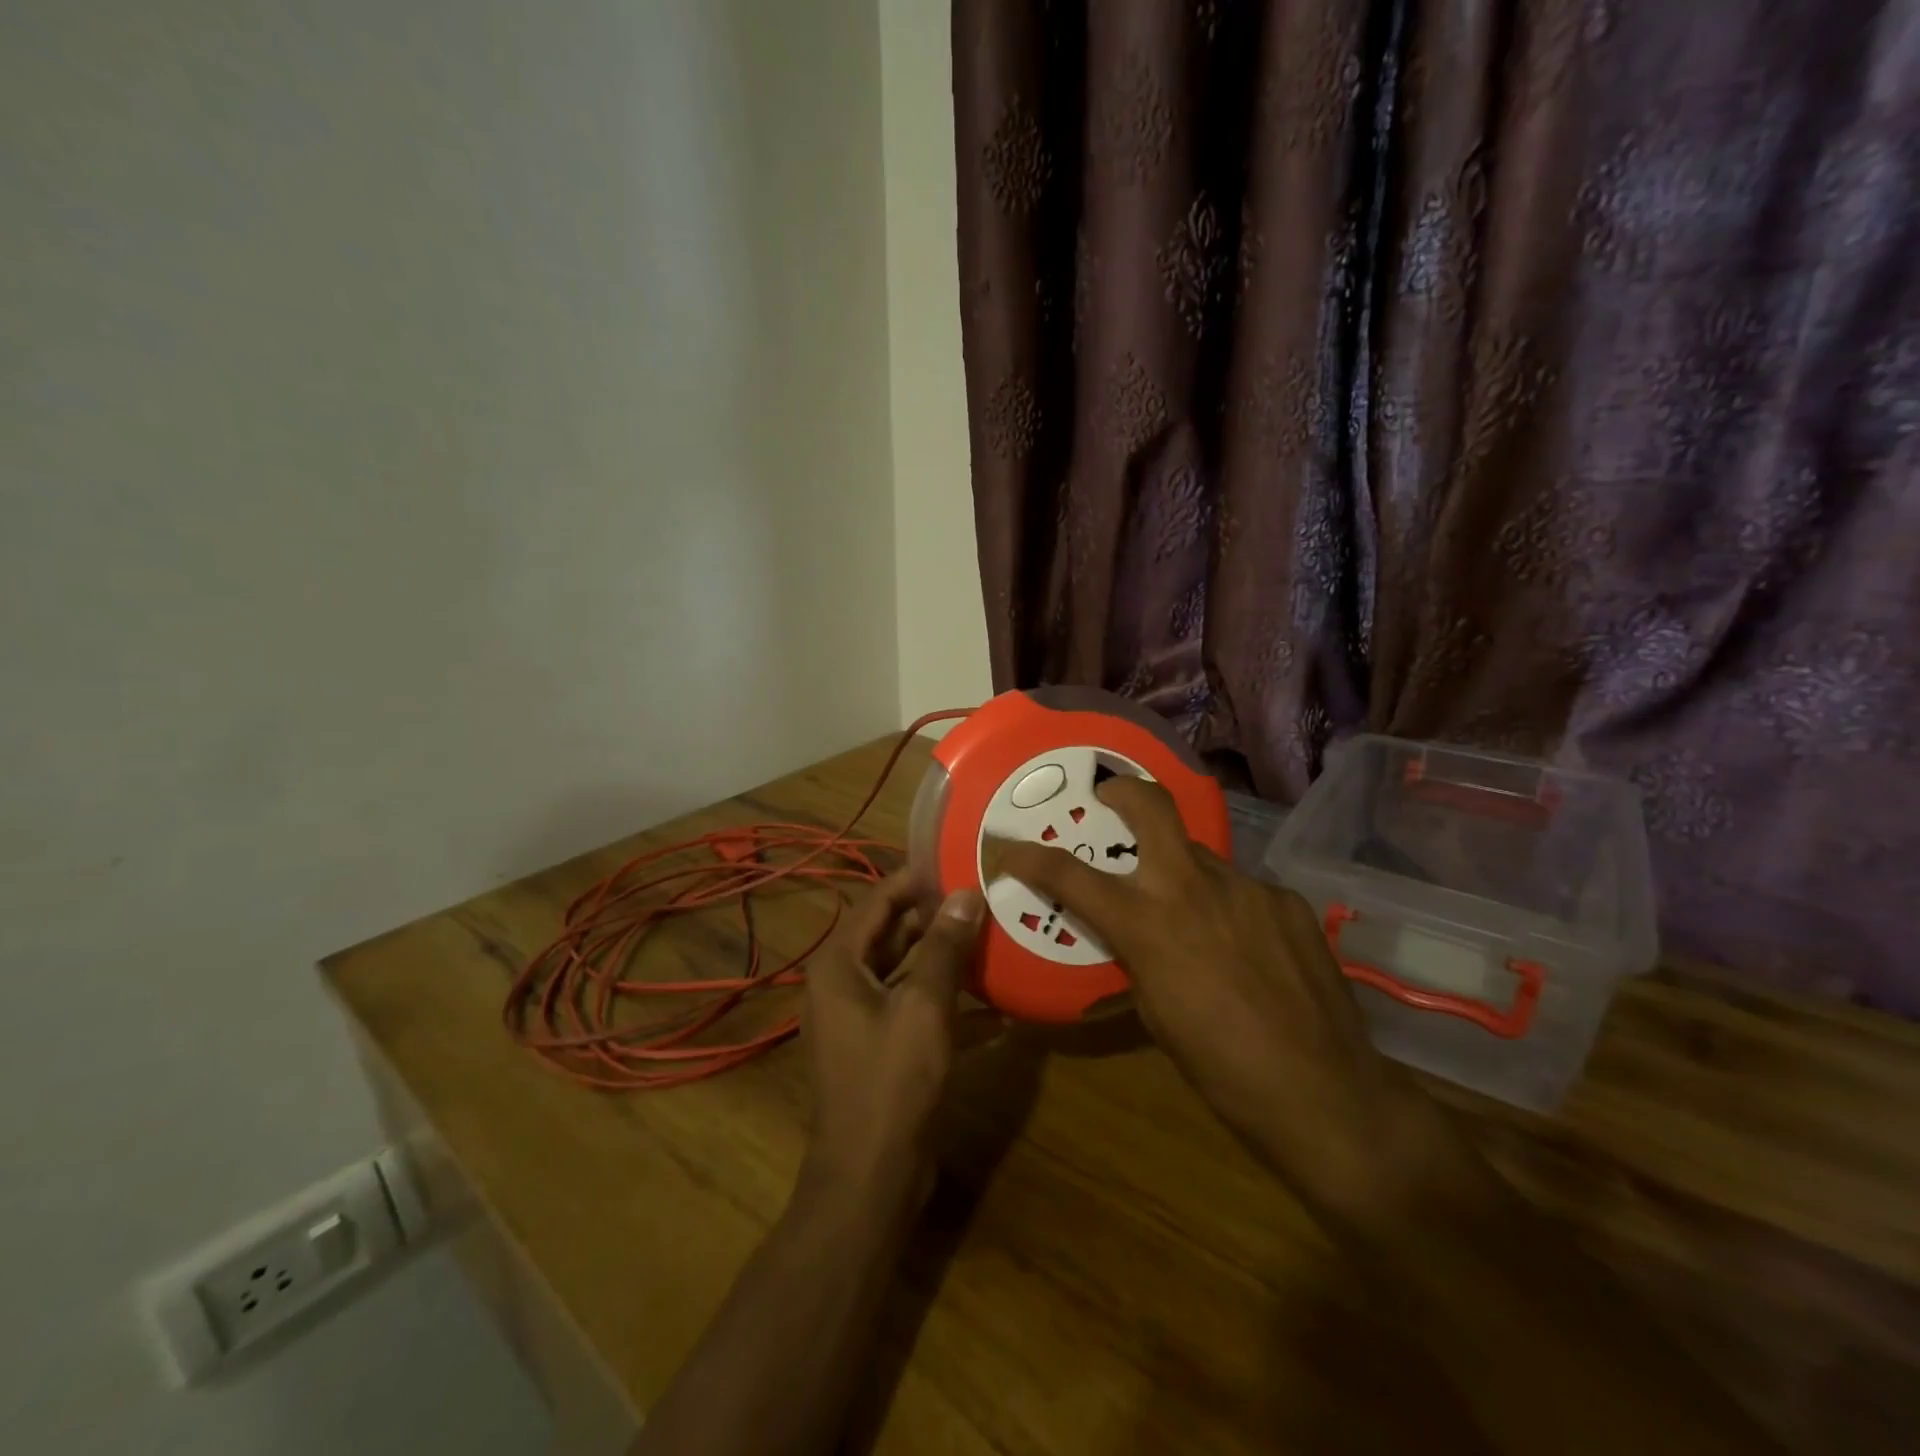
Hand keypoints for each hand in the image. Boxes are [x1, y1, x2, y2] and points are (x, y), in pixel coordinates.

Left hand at [800, 873, 986, 1205]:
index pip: (878, 901)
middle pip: (892, 935)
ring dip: (946, 961)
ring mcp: (860, 1019)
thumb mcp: (924, 1006)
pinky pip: (915, 1010)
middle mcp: (843, 984)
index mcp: (840, 964)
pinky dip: (948, 1005)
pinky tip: (997, 1011)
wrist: (870, 1177)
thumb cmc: (892, 1081)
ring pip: (906, 973)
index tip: (957, 861)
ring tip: (994, 940)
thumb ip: (944, 947)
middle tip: (984, 898)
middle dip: (936, 919)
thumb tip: (966, 894)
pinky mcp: (881, 1048)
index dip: (916, 879)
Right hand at [989, 778, 1413, 1208]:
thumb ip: (1137, 954)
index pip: (1069, 875)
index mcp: (1147, 923)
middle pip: (1151, 807)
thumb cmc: (1220, 1068)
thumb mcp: (1154, 1011)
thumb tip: (1135, 932)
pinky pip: (1243, 892)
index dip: (1028, 856)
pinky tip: (1247, 950)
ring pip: (1200, 857)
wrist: (1324, 1092)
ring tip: (1196, 918)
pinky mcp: (1287, 901)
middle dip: (1122, 791)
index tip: (1007, 845)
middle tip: (1109, 797)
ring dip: (1184, 875)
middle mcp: (1192, 887)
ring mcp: (1246, 887)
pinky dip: (1230, 909)